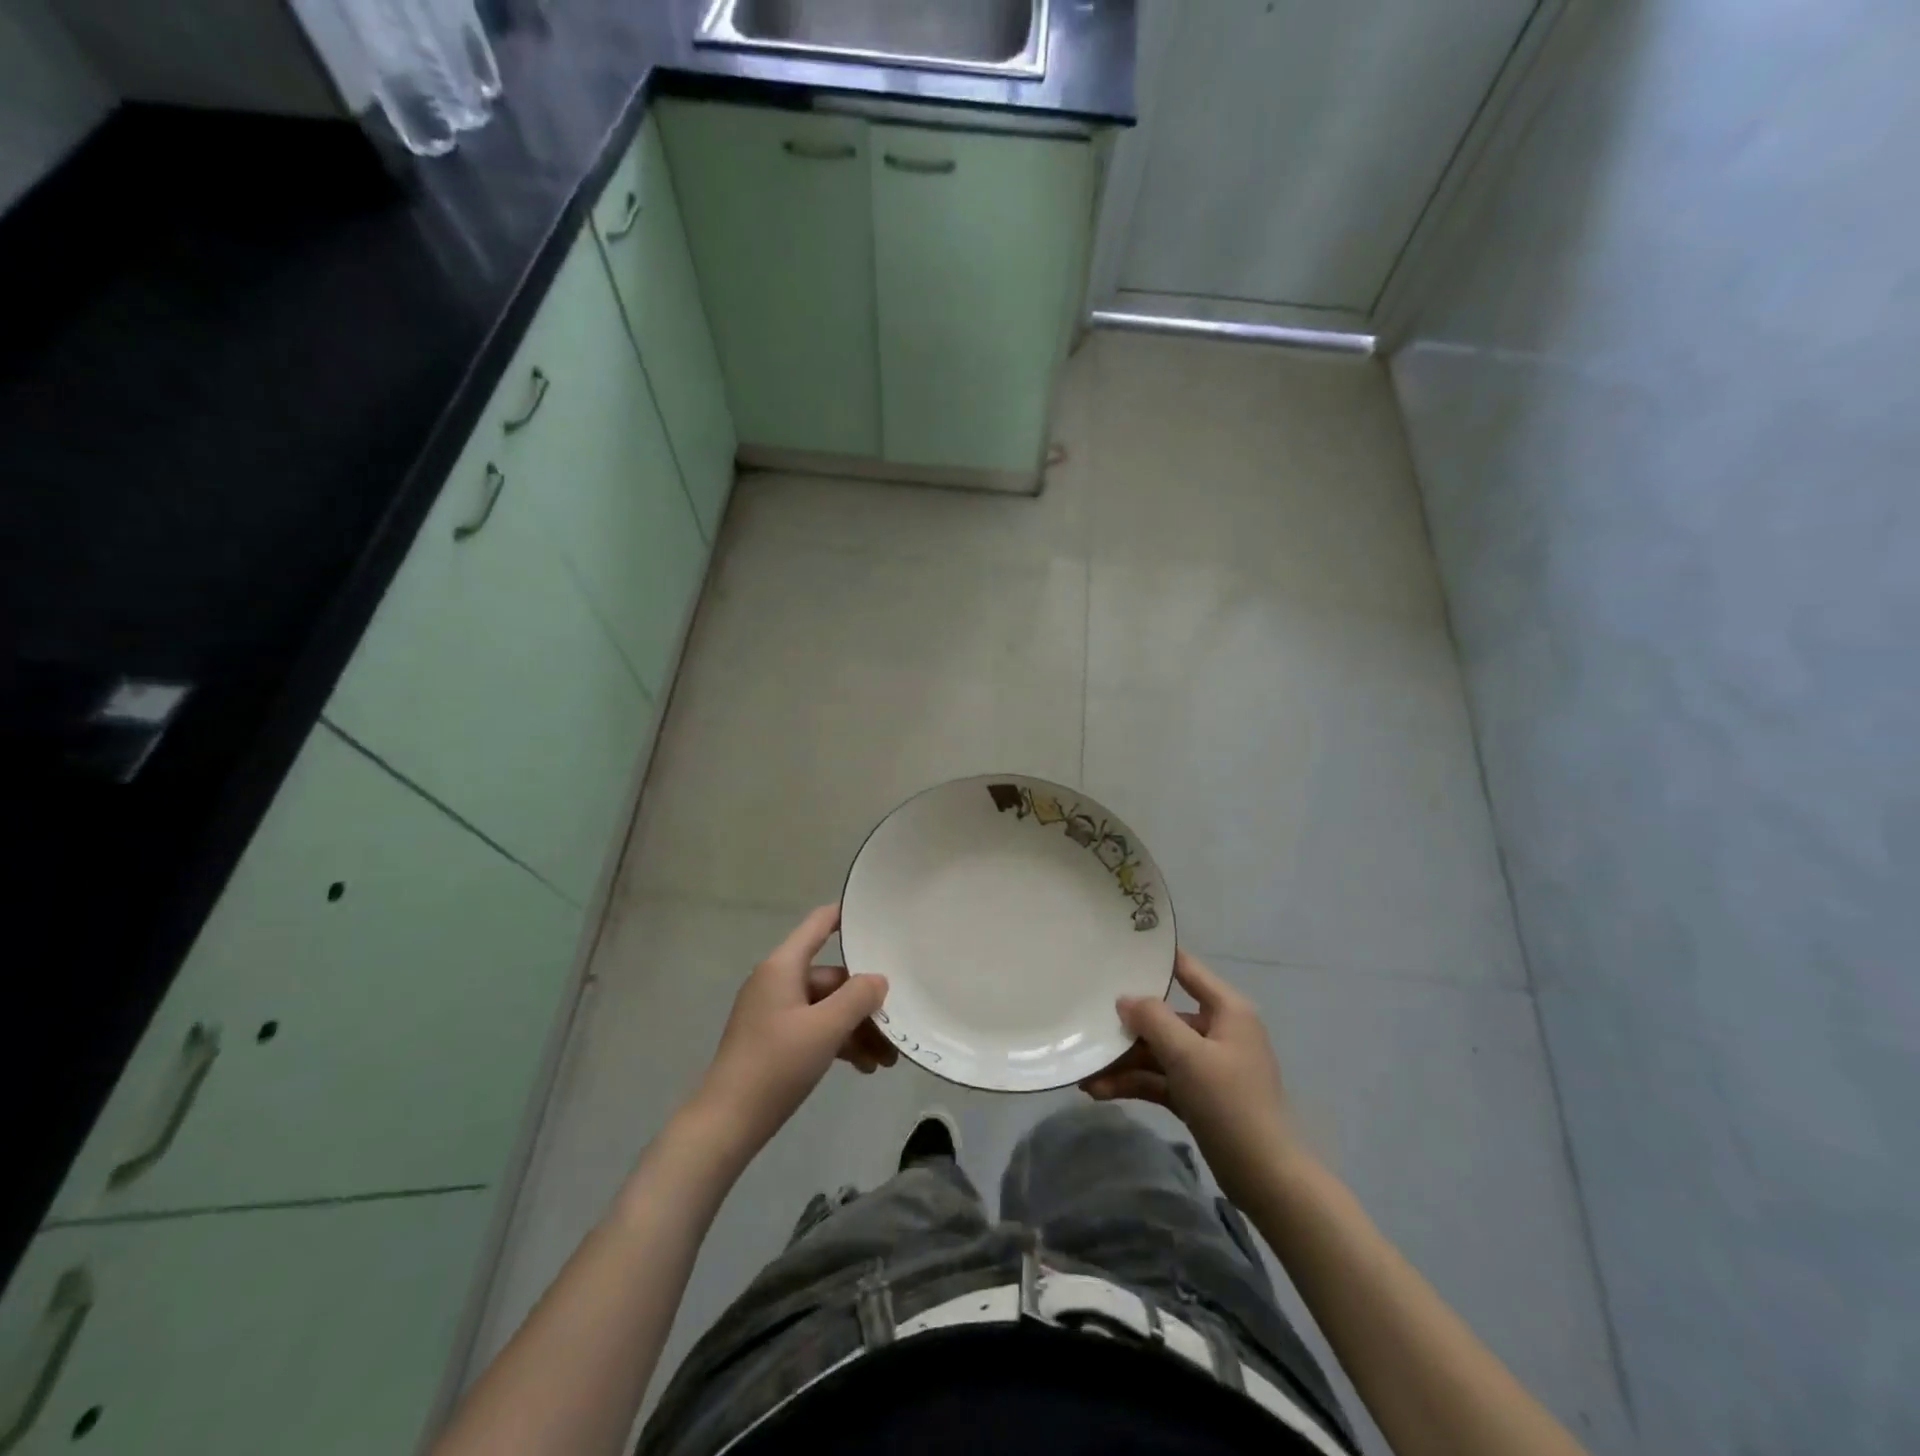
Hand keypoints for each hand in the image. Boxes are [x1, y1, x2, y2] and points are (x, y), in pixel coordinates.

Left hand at [692, 905, 891, 1159]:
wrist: (726, 1124)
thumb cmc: (776, 1065)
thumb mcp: (825, 1028)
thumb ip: (858, 997)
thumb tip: (878, 980)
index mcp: (783, 967)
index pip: (819, 924)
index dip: (847, 916)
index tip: (880, 917)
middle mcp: (778, 982)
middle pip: (832, 977)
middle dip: (865, 1002)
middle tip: (897, 1027)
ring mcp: (775, 1013)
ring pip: (827, 1008)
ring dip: (857, 1028)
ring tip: (886, 1060)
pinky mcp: (774, 1041)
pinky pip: (815, 1029)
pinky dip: (839, 1042)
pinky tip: (863, 1067)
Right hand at [1080, 949, 1307, 1205]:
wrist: (1267, 1179)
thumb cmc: (1231, 1103)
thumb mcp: (1188, 1055)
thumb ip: (1154, 1020)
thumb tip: (1125, 999)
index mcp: (1226, 1010)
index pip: (1186, 969)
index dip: (1154, 958)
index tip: (1115, 949)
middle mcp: (1217, 1031)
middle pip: (1163, 1016)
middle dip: (1125, 1027)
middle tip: (1086, 1025)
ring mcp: (1207, 1065)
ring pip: (1157, 1052)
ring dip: (1123, 1062)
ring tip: (1084, 1074)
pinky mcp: (1197, 1096)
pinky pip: (1159, 1079)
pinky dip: (1133, 1083)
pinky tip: (1100, 1091)